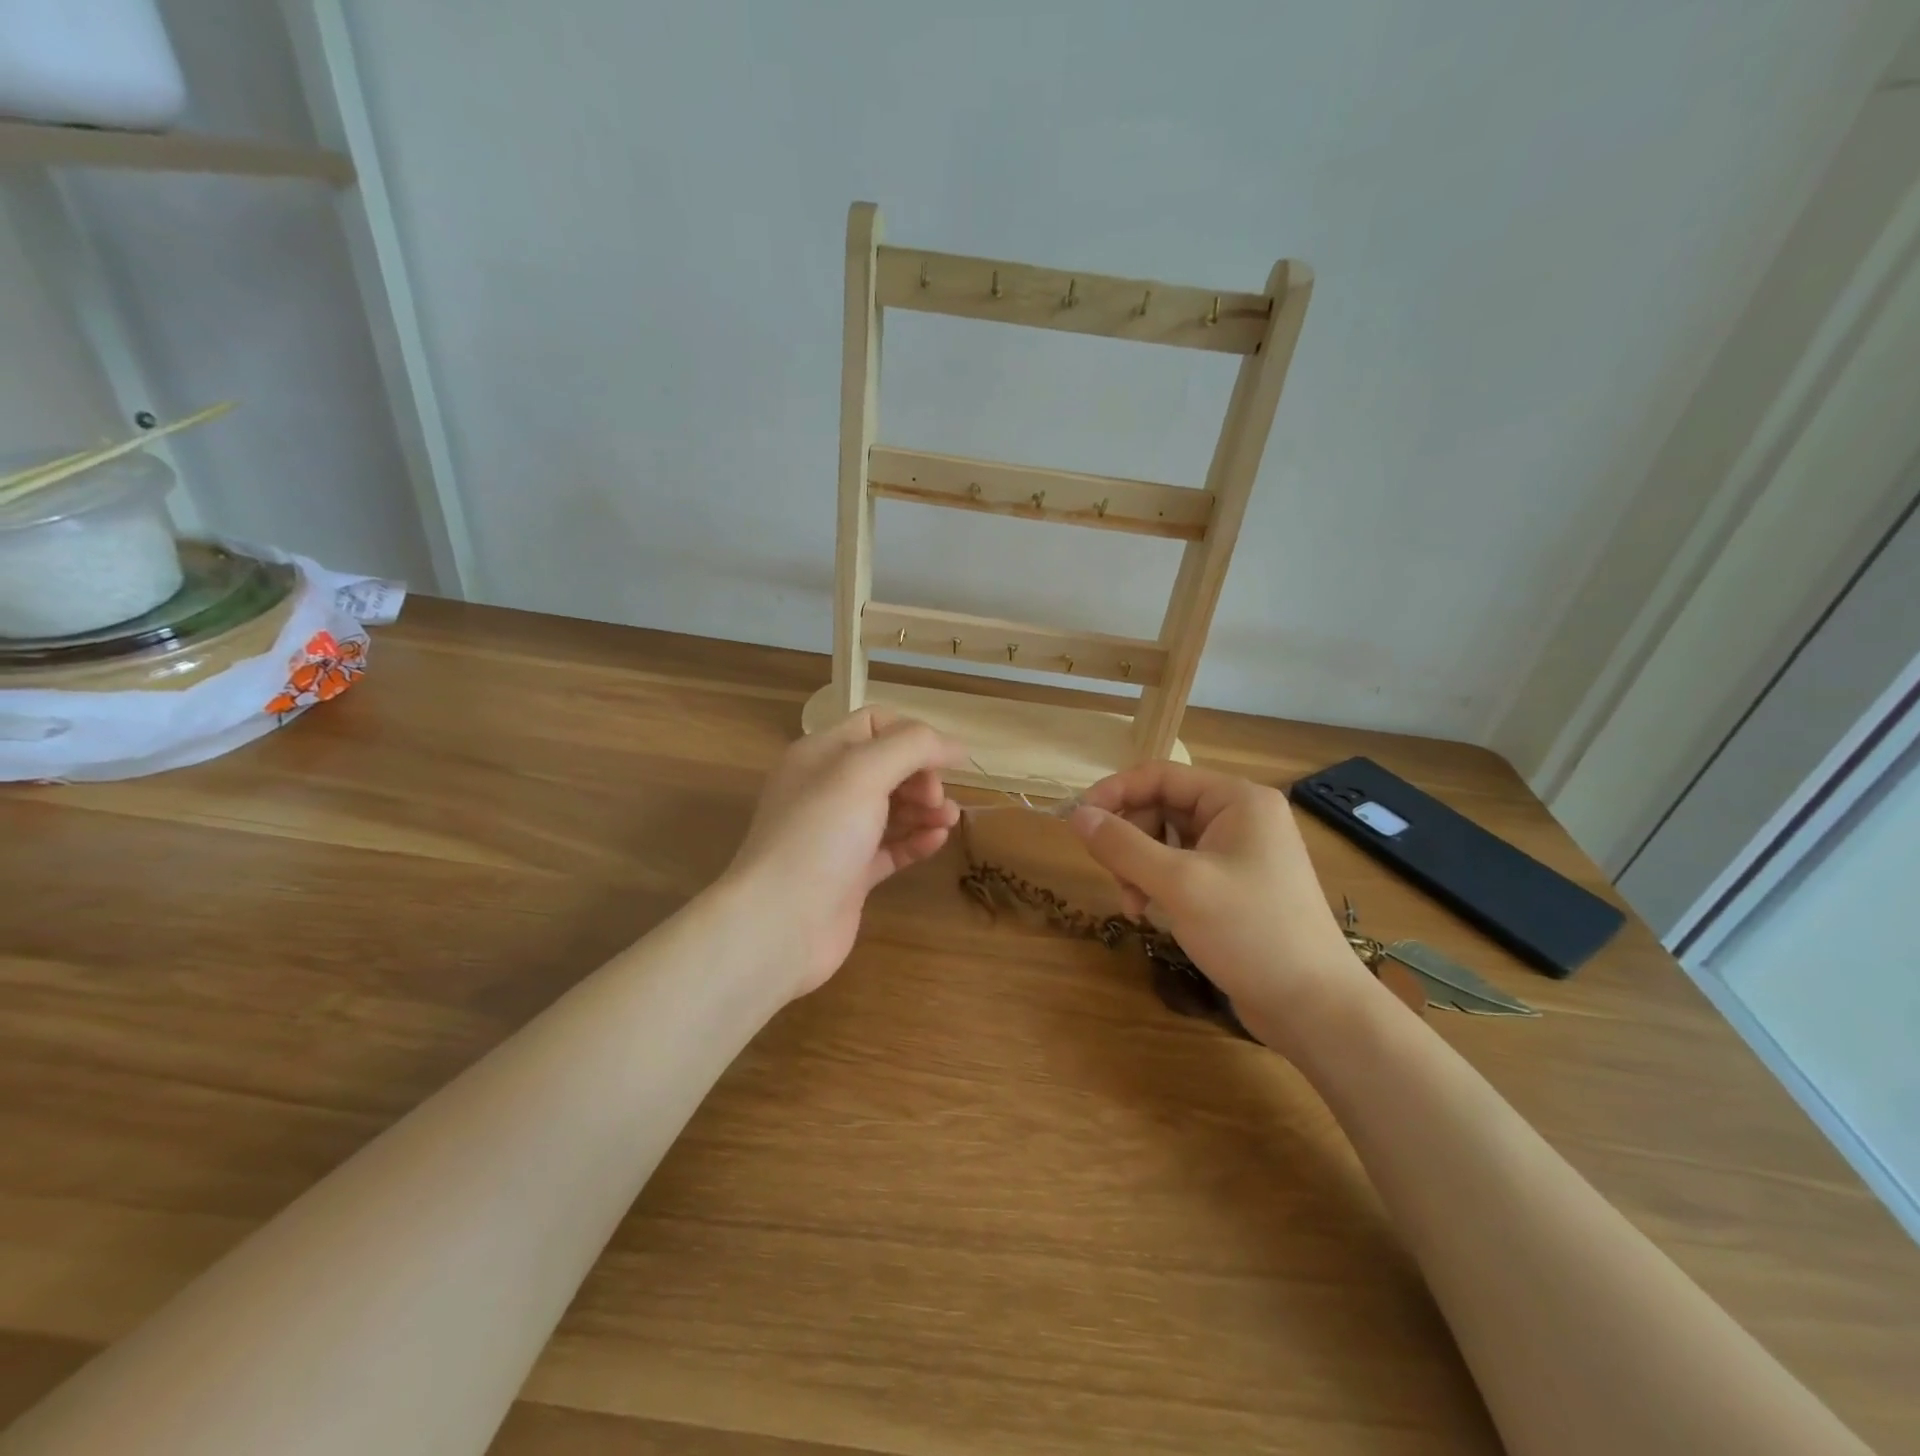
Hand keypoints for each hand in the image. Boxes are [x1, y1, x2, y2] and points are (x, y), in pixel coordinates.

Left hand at [724, 708, 969, 997]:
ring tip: (950, 820)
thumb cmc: (820, 834)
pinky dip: (915, 841)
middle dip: (921, 776)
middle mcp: (826, 789)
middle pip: (887, 767)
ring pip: (892, 809)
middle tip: (936, 799)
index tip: (946, 760)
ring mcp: (837, 834)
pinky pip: (889, 848)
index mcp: (821, 754)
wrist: (780, 923)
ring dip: (925, 809)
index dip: (913, 735)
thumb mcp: (864, 772)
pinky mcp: (849, 875)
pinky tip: (937, 841)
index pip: (874, 724)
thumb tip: (954, 745)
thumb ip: (912, 746)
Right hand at [1069, 762, 1372, 1050]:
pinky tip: (1151, 914)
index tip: (1077, 821)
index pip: (1160, 776)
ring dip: (1139, 867)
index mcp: (1237, 800)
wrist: (1315, 1007)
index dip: (1114, 792)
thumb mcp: (1179, 884)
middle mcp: (1240, 816)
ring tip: (1134, 905)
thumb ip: (1123, 846)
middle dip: (1130, 841)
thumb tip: (1076, 814)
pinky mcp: (1236, 884)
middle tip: (1115, 879)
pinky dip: (1158, 884)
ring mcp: (1239, 851)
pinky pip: (1182, 867)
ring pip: (1166, 840)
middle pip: (1160, 807)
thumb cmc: (1251, 932)